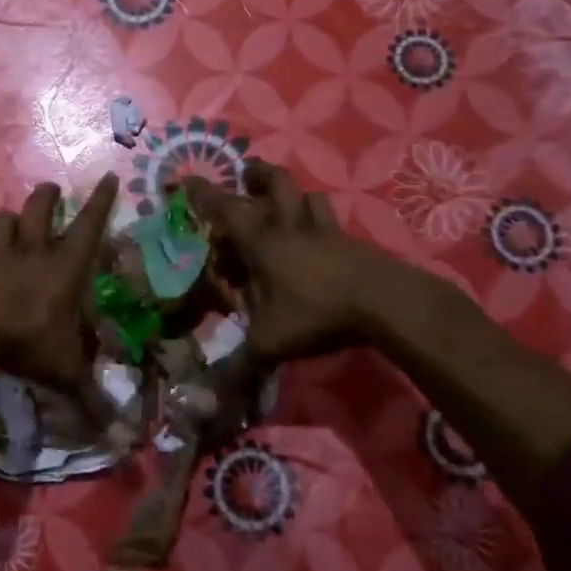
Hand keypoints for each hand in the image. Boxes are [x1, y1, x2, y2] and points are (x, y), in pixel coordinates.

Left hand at [0, 173, 119, 393]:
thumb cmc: (26, 339)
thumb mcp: (64, 371)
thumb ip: (89, 396)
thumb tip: (117, 432)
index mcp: (63, 268)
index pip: (89, 226)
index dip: (102, 202)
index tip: (110, 176)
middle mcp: (32, 254)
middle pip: (40, 209)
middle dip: (48, 196)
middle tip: (52, 190)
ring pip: (3, 222)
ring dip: (9, 218)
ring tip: (12, 221)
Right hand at [183, 160, 396, 364]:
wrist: (383, 302)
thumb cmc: (315, 312)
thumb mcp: (270, 342)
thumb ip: (240, 364)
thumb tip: (211, 396)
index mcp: (262, 242)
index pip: (225, 209)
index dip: (204, 193)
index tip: (187, 179)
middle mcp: (291, 227)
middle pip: (275, 183)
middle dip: (257, 174)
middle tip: (246, 174)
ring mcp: (326, 231)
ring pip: (309, 196)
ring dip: (294, 194)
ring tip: (287, 203)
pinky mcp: (352, 242)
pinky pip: (332, 222)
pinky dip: (321, 222)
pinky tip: (321, 240)